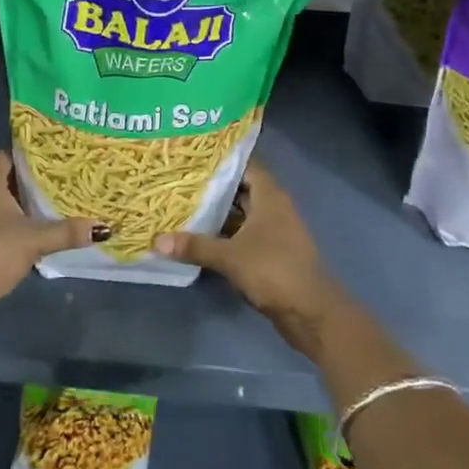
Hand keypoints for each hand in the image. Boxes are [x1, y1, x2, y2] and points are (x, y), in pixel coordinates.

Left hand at [0, 152, 101, 315]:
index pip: (4, 157)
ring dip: (7, 211)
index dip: (25, 161)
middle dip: (20, 187)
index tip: (48, 168)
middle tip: (49, 192)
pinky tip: (15, 242)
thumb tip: (104, 227)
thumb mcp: (35, 240)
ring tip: (37, 216)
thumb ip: (67, 231)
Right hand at [154, 163, 347, 357]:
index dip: (222, 159)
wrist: (311, 312)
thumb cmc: (274, 270)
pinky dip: (224, 234)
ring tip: (182, 205)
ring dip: (217, 213)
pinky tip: (199, 237)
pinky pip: (242, 235)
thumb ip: (195, 246)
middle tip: (179, 180)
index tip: (194, 156)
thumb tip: (156, 241)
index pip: (245, 165)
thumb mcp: (230, 256)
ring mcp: (273, 231)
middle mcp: (273, 208)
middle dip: (213, 187)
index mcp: (270, 196)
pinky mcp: (270, 253)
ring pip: (240, 214)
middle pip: (241, 189)